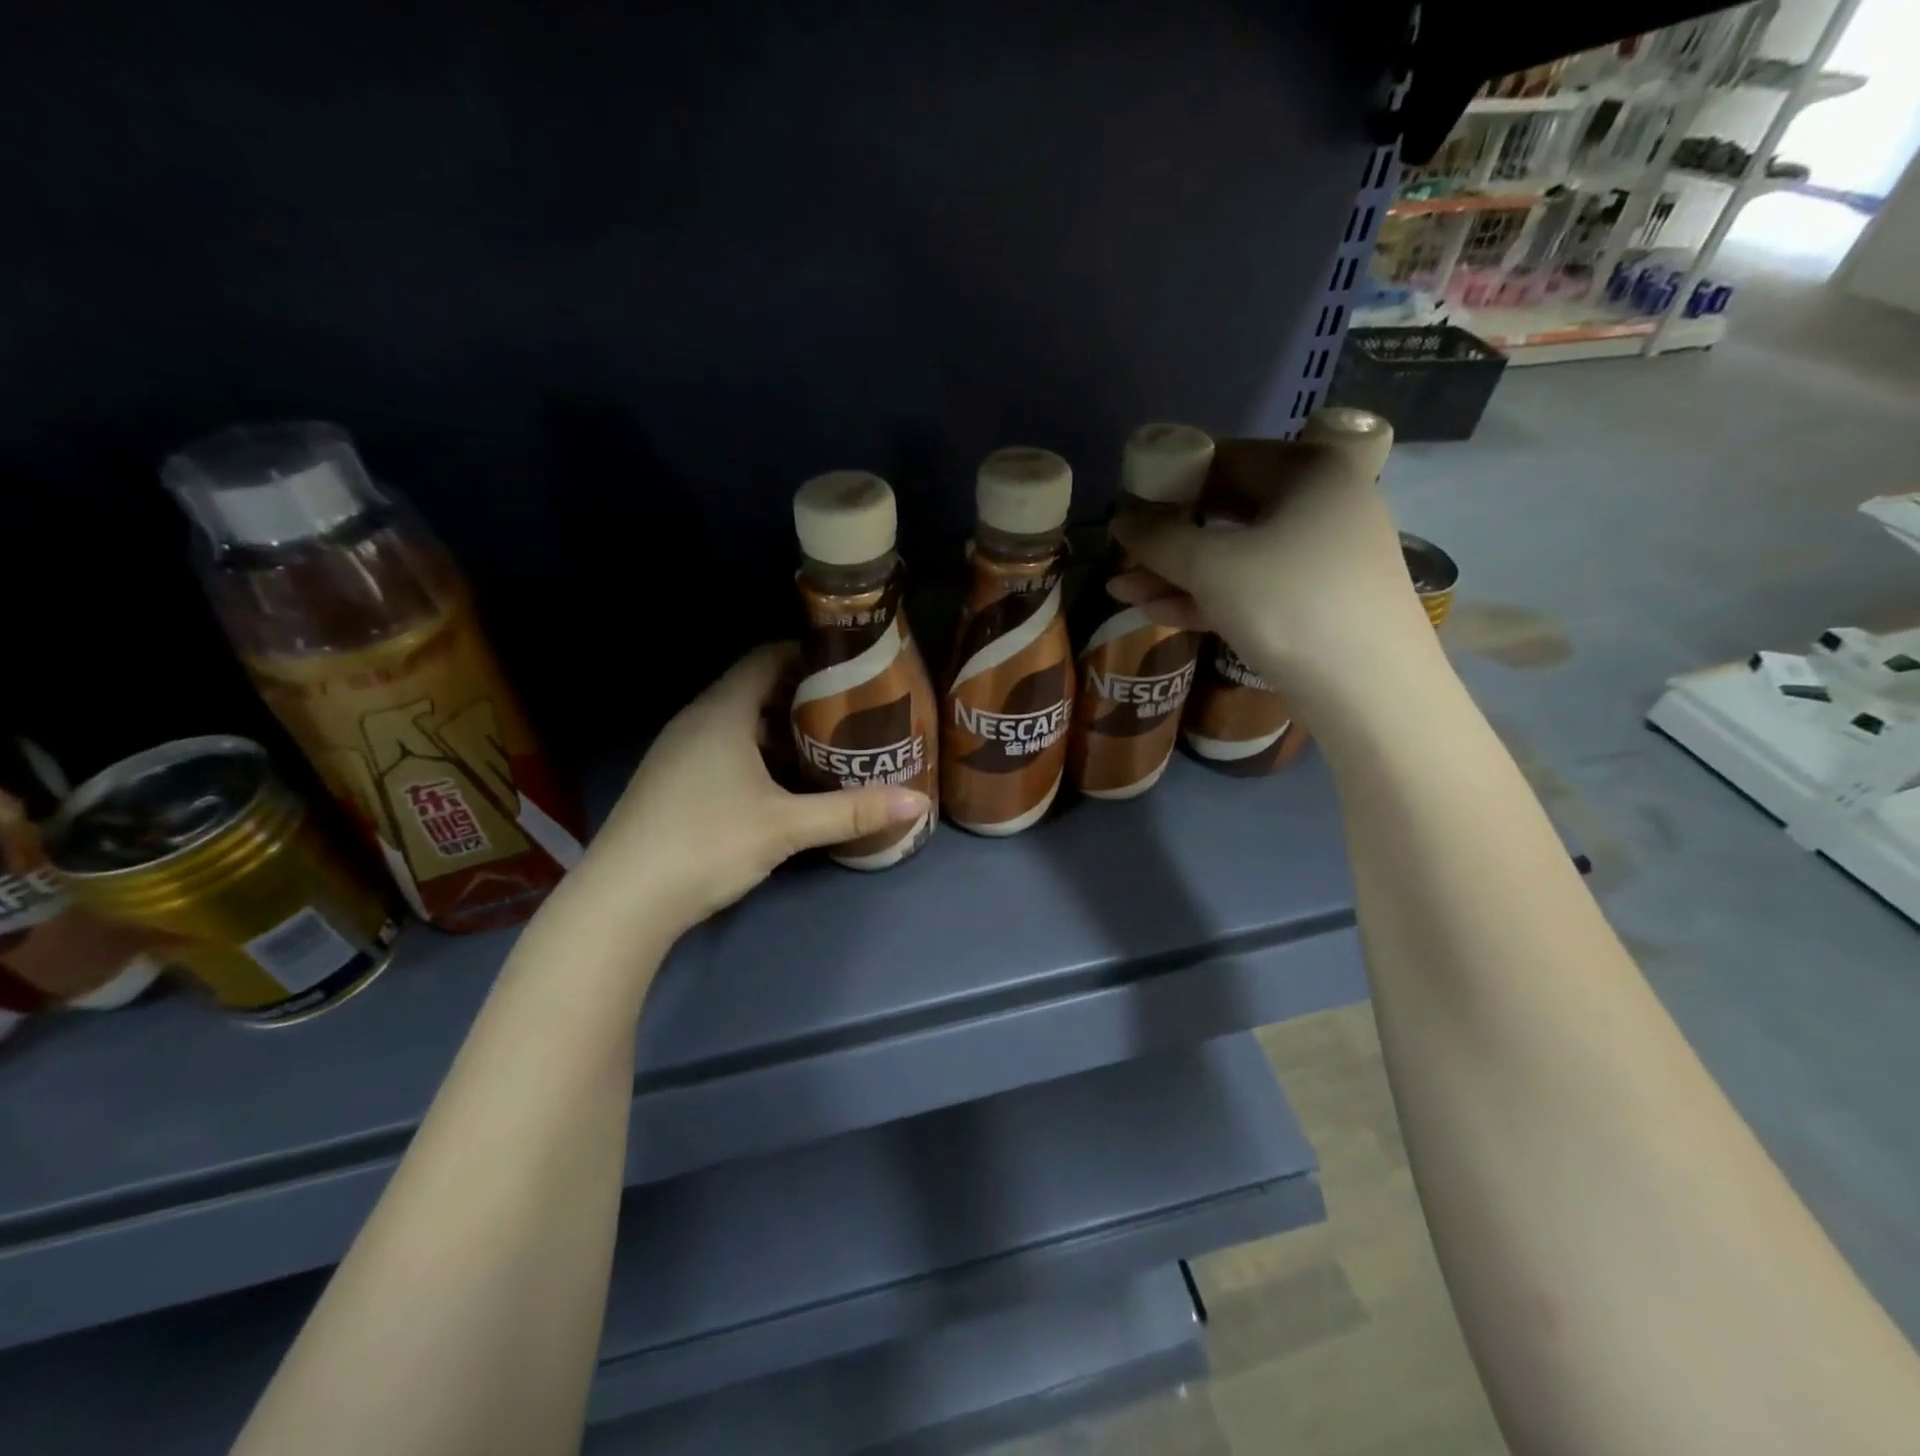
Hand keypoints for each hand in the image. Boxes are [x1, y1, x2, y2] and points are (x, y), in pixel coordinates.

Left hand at [564, 645, 929, 938]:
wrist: (623, 900)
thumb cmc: (707, 843)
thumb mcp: (787, 827)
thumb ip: (852, 812)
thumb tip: (918, 803)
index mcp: (722, 713)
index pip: (766, 658)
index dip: (807, 655)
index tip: (848, 668)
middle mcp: (696, 721)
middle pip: (755, 689)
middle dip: (802, 697)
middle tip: (849, 711)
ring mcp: (678, 752)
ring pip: (738, 723)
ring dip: (779, 729)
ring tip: (825, 746)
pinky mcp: (671, 781)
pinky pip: (722, 748)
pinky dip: (756, 753)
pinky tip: (780, 784)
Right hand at [1109, 436, 1434, 705]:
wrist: (1370, 691)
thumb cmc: (1289, 604)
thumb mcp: (1212, 567)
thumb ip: (1159, 540)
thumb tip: (1120, 522)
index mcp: (1308, 471)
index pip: (1224, 458)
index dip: (1169, 479)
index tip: (1127, 503)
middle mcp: (1321, 504)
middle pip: (1226, 510)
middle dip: (1168, 537)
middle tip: (1122, 551)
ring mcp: (1320, 557)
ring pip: (1234, 555)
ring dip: (1176, 574)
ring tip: (1120, 591)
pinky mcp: (1314, 602)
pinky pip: (1251, 587)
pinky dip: (1206, 597)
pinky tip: (1155, 612)